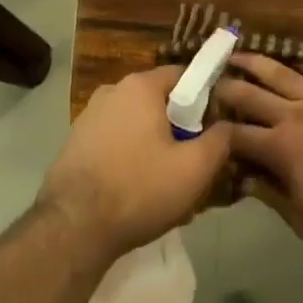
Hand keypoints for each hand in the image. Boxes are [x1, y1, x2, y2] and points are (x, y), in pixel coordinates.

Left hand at [40, 66, 230, 261]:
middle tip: (194, 159)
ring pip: (137, 122)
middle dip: (179, 126)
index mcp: (140, 86)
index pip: (184, 75)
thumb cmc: (139, 189)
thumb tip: (230, 126)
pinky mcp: (75, 142)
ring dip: (154, 143)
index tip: (216, 126)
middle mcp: (112, 91)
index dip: (206, 97)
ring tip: (167, 180)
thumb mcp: (194, 169)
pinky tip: (137, 188)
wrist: (73, 228)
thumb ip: (220, 141)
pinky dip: (130, 155)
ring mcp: (89, 116)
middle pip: (159, 100)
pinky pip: (115, 140)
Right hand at [218, 56, 302, 252]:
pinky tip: (294, 63)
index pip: (238, 135)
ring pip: (282, 73)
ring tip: (238, 54)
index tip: (202, 123)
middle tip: (209, 78)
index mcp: (281, 148)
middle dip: (227, 87)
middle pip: (252, 96)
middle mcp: (296, 114)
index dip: (217, 130)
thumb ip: (272, 197)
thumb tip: (244, 180)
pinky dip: (302, 66)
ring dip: (257, 63)